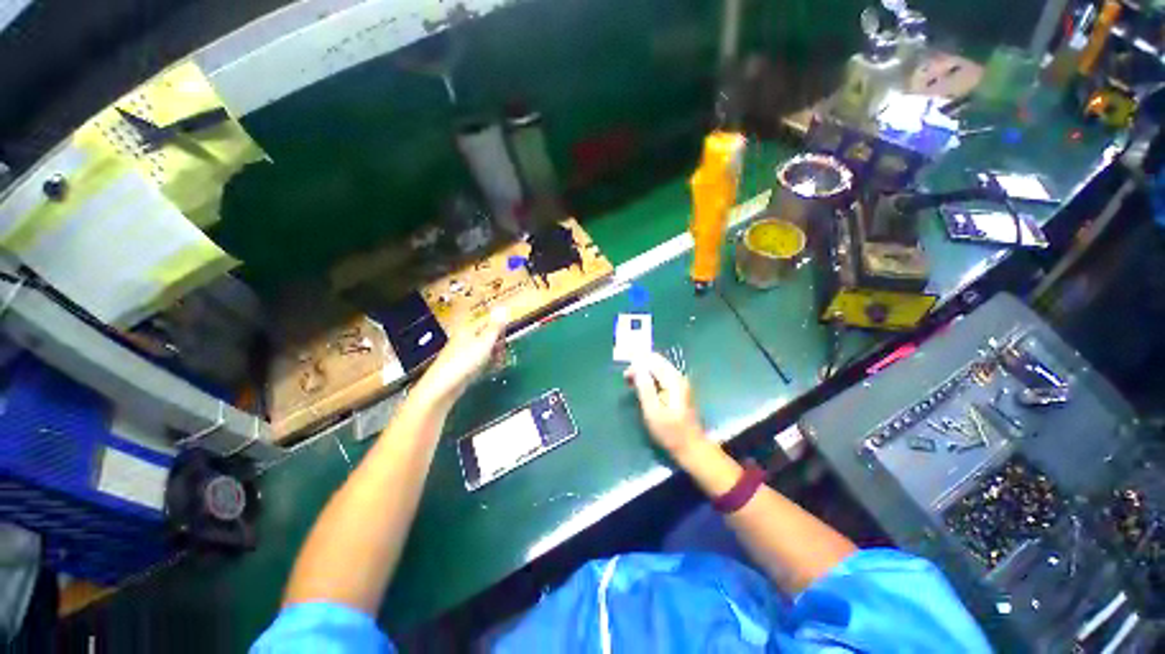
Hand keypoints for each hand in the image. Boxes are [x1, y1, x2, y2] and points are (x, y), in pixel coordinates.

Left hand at [416, 310, 506, 403]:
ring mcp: (463, 353)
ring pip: (485, 350)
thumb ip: (495, 326)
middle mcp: (465, 338)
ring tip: (497, 364)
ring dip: (494, 356)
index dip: (501, 330)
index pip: (489, 323)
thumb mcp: (484, 342)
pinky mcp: (462, 367)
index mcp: (469, 329)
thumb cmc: (465, 362)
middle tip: (502, 354)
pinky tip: (490, 371)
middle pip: (488, 336)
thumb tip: (504, 307)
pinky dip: (487, 365)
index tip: (507, 339)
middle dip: (498, 344)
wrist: (442, 387)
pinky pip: (479, 361)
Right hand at [625, 353, 705, 458]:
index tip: (626, 376)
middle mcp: (678, 377)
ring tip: (632, 384)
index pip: (653, 360)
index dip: (637, 364)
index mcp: (673, 380)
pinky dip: (650, 379)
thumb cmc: (670, 432)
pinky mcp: (678, 390)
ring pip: (658, 368)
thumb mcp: (653, 411)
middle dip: (640, 367)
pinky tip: (643, 389)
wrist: (691, 447)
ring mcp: (679, 383)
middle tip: (626, 380)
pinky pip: (661, 376)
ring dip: (644, 373)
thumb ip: (645, 388)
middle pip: (656, 362)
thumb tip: (637, 368)